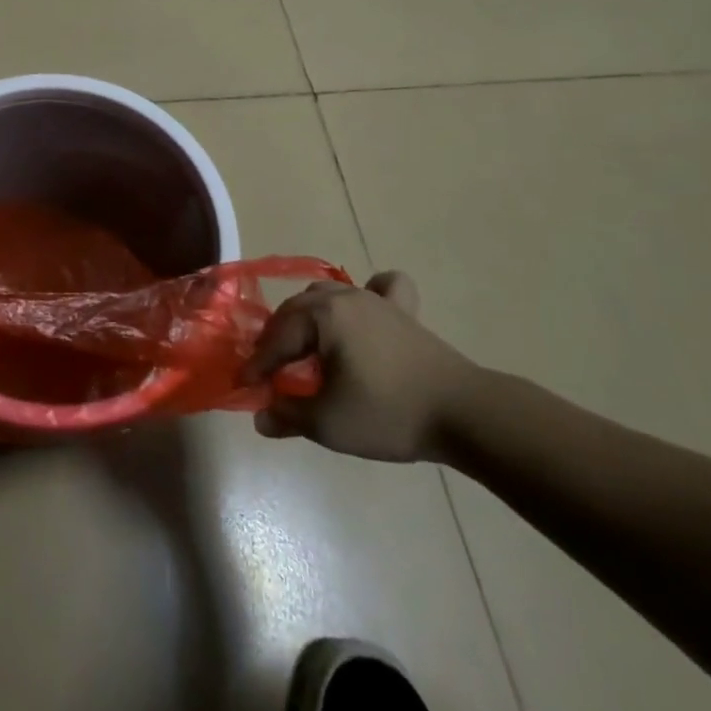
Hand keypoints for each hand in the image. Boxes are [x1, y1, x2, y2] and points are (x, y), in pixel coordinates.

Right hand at [242, 272, 479, 462]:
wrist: (465, 413)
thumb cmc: (389, 413)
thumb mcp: (329, 423)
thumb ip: (289, 415)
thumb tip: (261, 416)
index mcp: (321, 316)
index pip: (277, 338)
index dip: (258, 364)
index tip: (245, 384)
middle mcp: (343, 297)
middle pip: (296, 311)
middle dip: (277, 338)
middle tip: (270, 369)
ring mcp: (376, 300)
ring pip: (328, 295)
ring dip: (309, 317)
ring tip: (306, 345)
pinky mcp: (404, 312)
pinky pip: (381, 287)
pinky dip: (368, 292)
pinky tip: (365, 309)